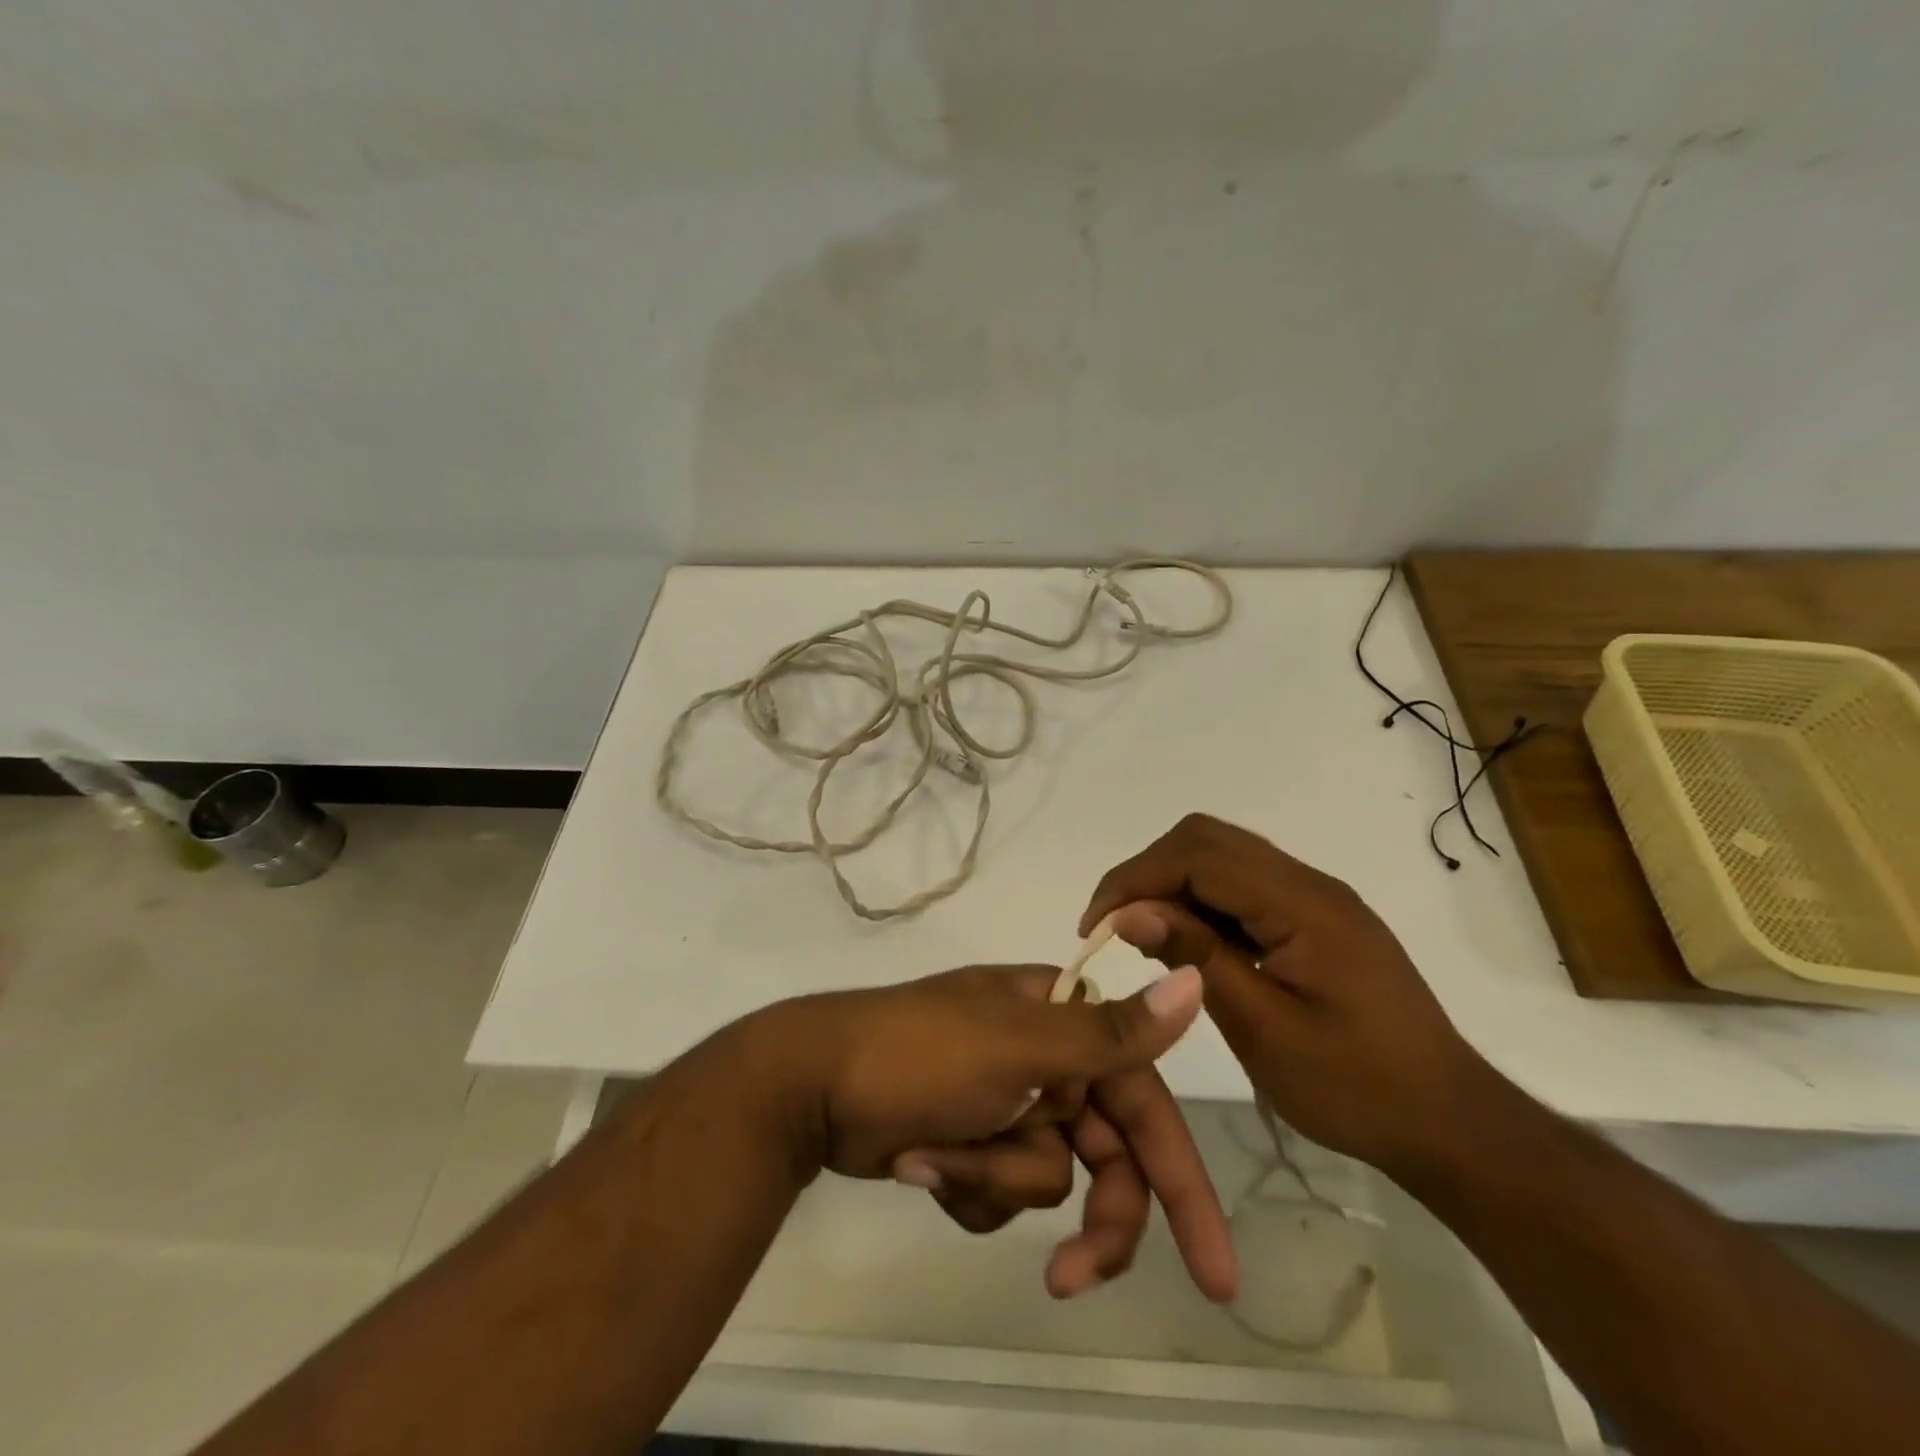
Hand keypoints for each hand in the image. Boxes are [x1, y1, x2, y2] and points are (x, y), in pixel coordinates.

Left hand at [764, 965, 1237, 1301]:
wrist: (811, 1084)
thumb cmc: (919, 1053)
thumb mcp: (1019, 1044)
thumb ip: (1109, 1031)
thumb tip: (1193, 979)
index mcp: (1062, 1022)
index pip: (1144, 1102)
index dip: (1181, 1180)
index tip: (1215, 1270)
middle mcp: (1044, 1059)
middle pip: (1103, 1159)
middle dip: (1087, 1217)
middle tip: (1069, 1279)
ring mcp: (1006, 1102)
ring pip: (1046, 1181)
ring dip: (992, 1181)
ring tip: (934, 1155)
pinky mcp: (972, 1140)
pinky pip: (999, 1192)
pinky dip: (965, 1184)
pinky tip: (918, 1159)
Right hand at [1080, 813, 1497, 1177]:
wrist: (1450, 1122)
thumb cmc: (1359, 1089)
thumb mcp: (1265, 1031)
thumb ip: (1196, 958)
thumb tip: (1129, 912)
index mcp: (1303, 905)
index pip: (1198, 856)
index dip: (1136, 879)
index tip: (1095, 925)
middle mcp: (1309, 883)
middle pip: (1206, 839)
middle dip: (1148, 873)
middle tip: (1115, 927)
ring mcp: (1315, 897)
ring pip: (1221, 856)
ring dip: (1172, 885)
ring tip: (1144, 939)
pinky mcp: (1314, 917)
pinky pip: (1242, 887)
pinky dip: (1201, 903)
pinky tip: (1188, 947)